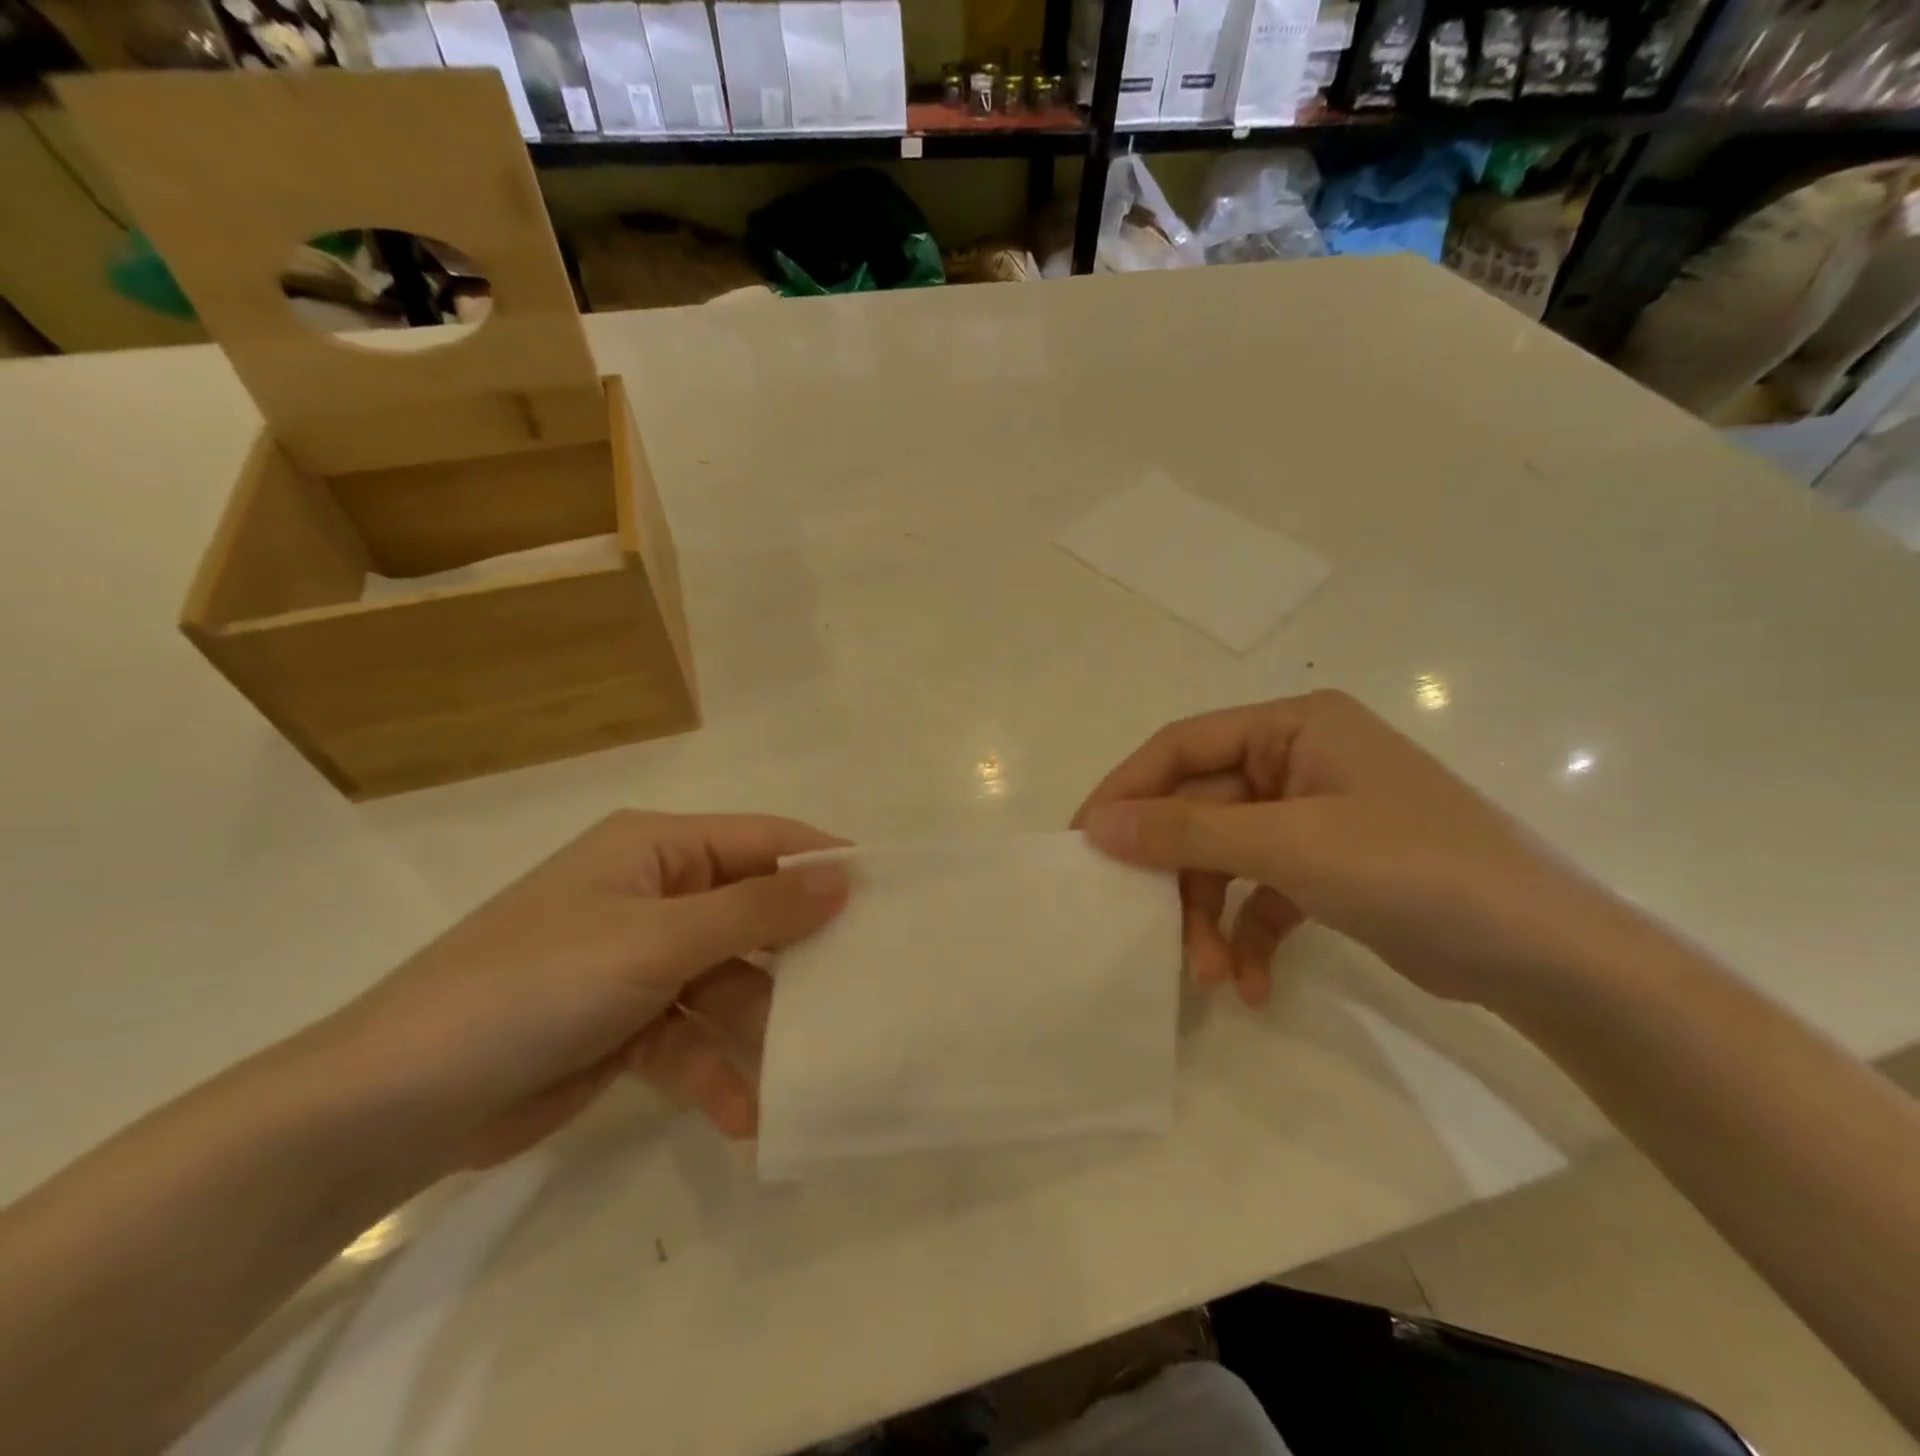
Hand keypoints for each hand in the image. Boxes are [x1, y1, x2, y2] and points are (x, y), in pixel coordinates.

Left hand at [328, 812, 848, 1168]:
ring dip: (760, 1031)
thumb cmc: (537, 984)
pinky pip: (693, 1039)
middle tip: (864, 990)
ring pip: (728, 986)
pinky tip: (744, 1115)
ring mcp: (641, 963)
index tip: (887, 898)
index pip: (762, 841)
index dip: (822, 865)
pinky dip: (716, 1072)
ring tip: (807, 1072)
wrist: (395, 1102)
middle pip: (751, 916)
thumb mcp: (656, 940)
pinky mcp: (627, 1024)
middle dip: (798, 957)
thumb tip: (843, 876)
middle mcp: (654, 897)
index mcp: (657, 851)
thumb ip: (756, 909)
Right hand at [1074, 691, 1625, 1009]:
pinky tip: (1252, 984)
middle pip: (1202, 809)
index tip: (1084, 841)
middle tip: (1139, 923)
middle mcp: (1299, 761)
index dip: (1128, 790)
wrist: (1550, 957)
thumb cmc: (1415, 870)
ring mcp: (1314, 816)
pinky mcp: (1328, 868)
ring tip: (1211, 974)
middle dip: (1178, 875)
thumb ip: (1186, 831)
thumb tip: (1098, 826)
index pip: (1182, 746)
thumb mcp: (1290, 845)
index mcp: (1294, 727)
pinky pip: (1264, 892)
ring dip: (1211, 916)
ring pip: (1227, 858)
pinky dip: (1250, 935)